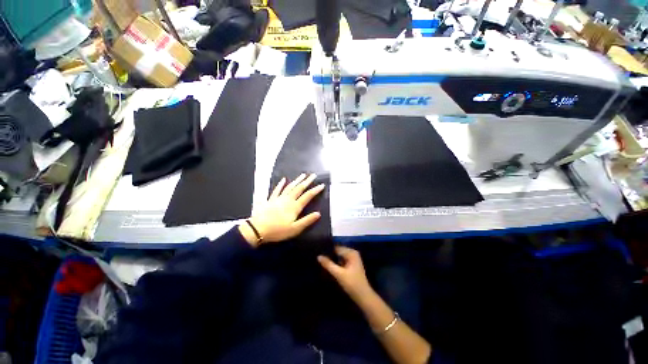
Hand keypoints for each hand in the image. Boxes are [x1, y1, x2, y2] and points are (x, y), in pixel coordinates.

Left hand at [240, 173, 324, 245]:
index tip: (322, 185)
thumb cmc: (278, 231)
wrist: (257, 229)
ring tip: (302, 175)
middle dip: (307, 181)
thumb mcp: (295, 229)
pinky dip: (281, 184)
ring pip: (290, 187)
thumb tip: (318, 213)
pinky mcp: (271, 199)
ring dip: (297, 180)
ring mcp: (279, 198)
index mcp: (295, 207)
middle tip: (313, 175)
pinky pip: (277, 190)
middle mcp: (288, 200)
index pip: (308, 196)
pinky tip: (283, 180)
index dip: (315, 190)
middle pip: (299, 188)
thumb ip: (307, 221)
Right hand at [318, 246, 372, 302]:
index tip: (318, 253)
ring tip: (321, 262)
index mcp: (351, 252)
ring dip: (332, 259)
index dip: (327, 251)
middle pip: (337, 251)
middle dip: (329, 255)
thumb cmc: (352, 284)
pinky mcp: (351, 265)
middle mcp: (352, 253)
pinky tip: (328, 266)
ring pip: (339, 256)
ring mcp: (352, 259)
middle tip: (318, 259)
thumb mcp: (339, 274)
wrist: (363, 297)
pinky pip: (341, 261)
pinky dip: (335, 263)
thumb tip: (318, 256)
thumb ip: (328, 264)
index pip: (336, 248)